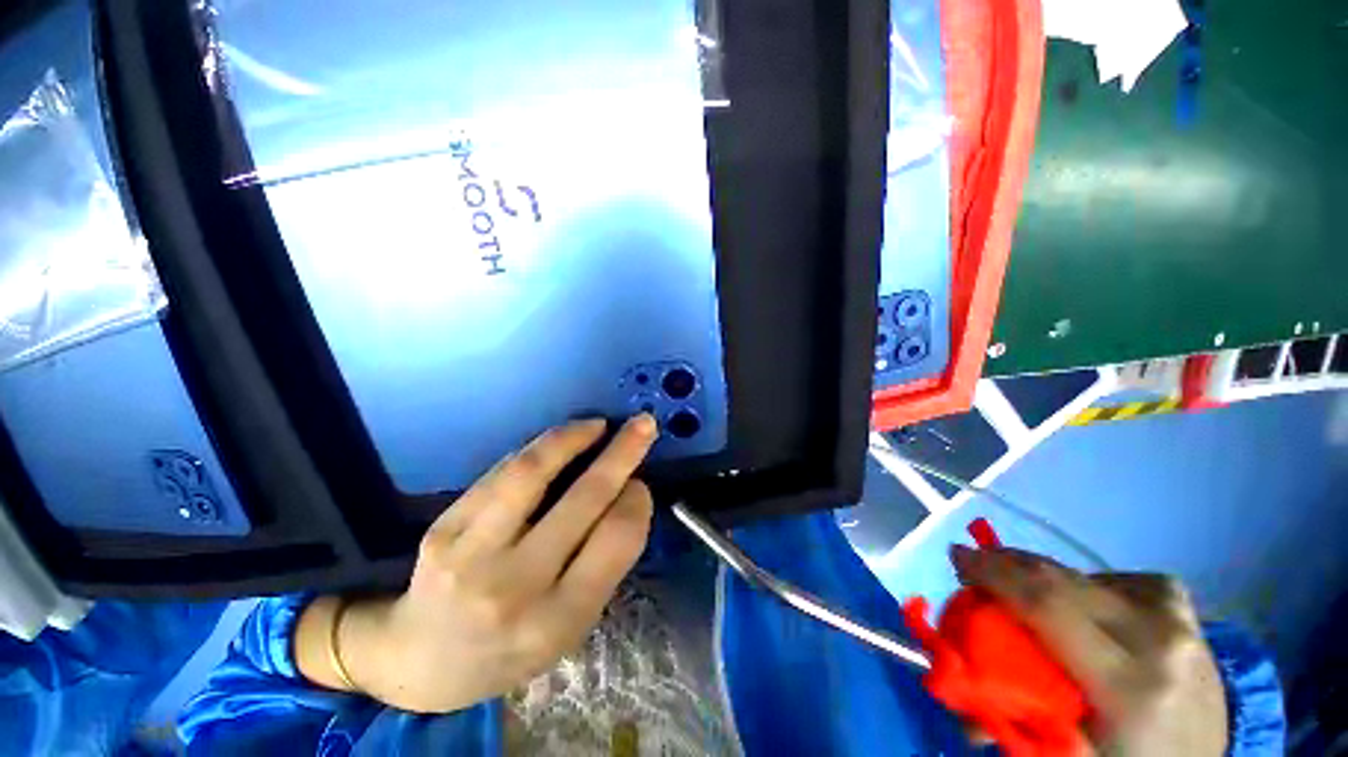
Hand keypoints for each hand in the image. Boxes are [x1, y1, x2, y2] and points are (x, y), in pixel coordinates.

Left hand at [296, 416, 657, 712]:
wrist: (422, 661)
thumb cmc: (511, 648)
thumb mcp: (571, 627)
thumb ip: (603, 563)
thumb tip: (628, 492)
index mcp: (558, 621)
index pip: (615, 541)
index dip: (636, 502)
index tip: (640, 483)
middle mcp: (515, 588)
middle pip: (583, 499)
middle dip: (622, 454)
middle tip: (642, 425)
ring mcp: (471, 556)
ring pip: (532, 474)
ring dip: (572, 438)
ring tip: (596, 425)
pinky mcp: (442, 531)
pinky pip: (500, 475)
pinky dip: (537, 450)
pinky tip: (557, 442)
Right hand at [951, 546, 1228, 755]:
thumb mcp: (1067, 756)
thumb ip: (1010, 716)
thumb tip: (955, 679)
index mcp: (1130, 688)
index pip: (1048, 608)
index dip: (994, 574)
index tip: (956, 556)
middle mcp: (1158, 640)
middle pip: (1062, 581)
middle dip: (1007, 566)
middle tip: (974, 567)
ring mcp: (1176, 618)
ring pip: (1085, 576)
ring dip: (1041, 578)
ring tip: (1021, 591)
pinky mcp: (1181, 608)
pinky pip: (1118, 578)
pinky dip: (1086, 584)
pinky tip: (1084, 603)